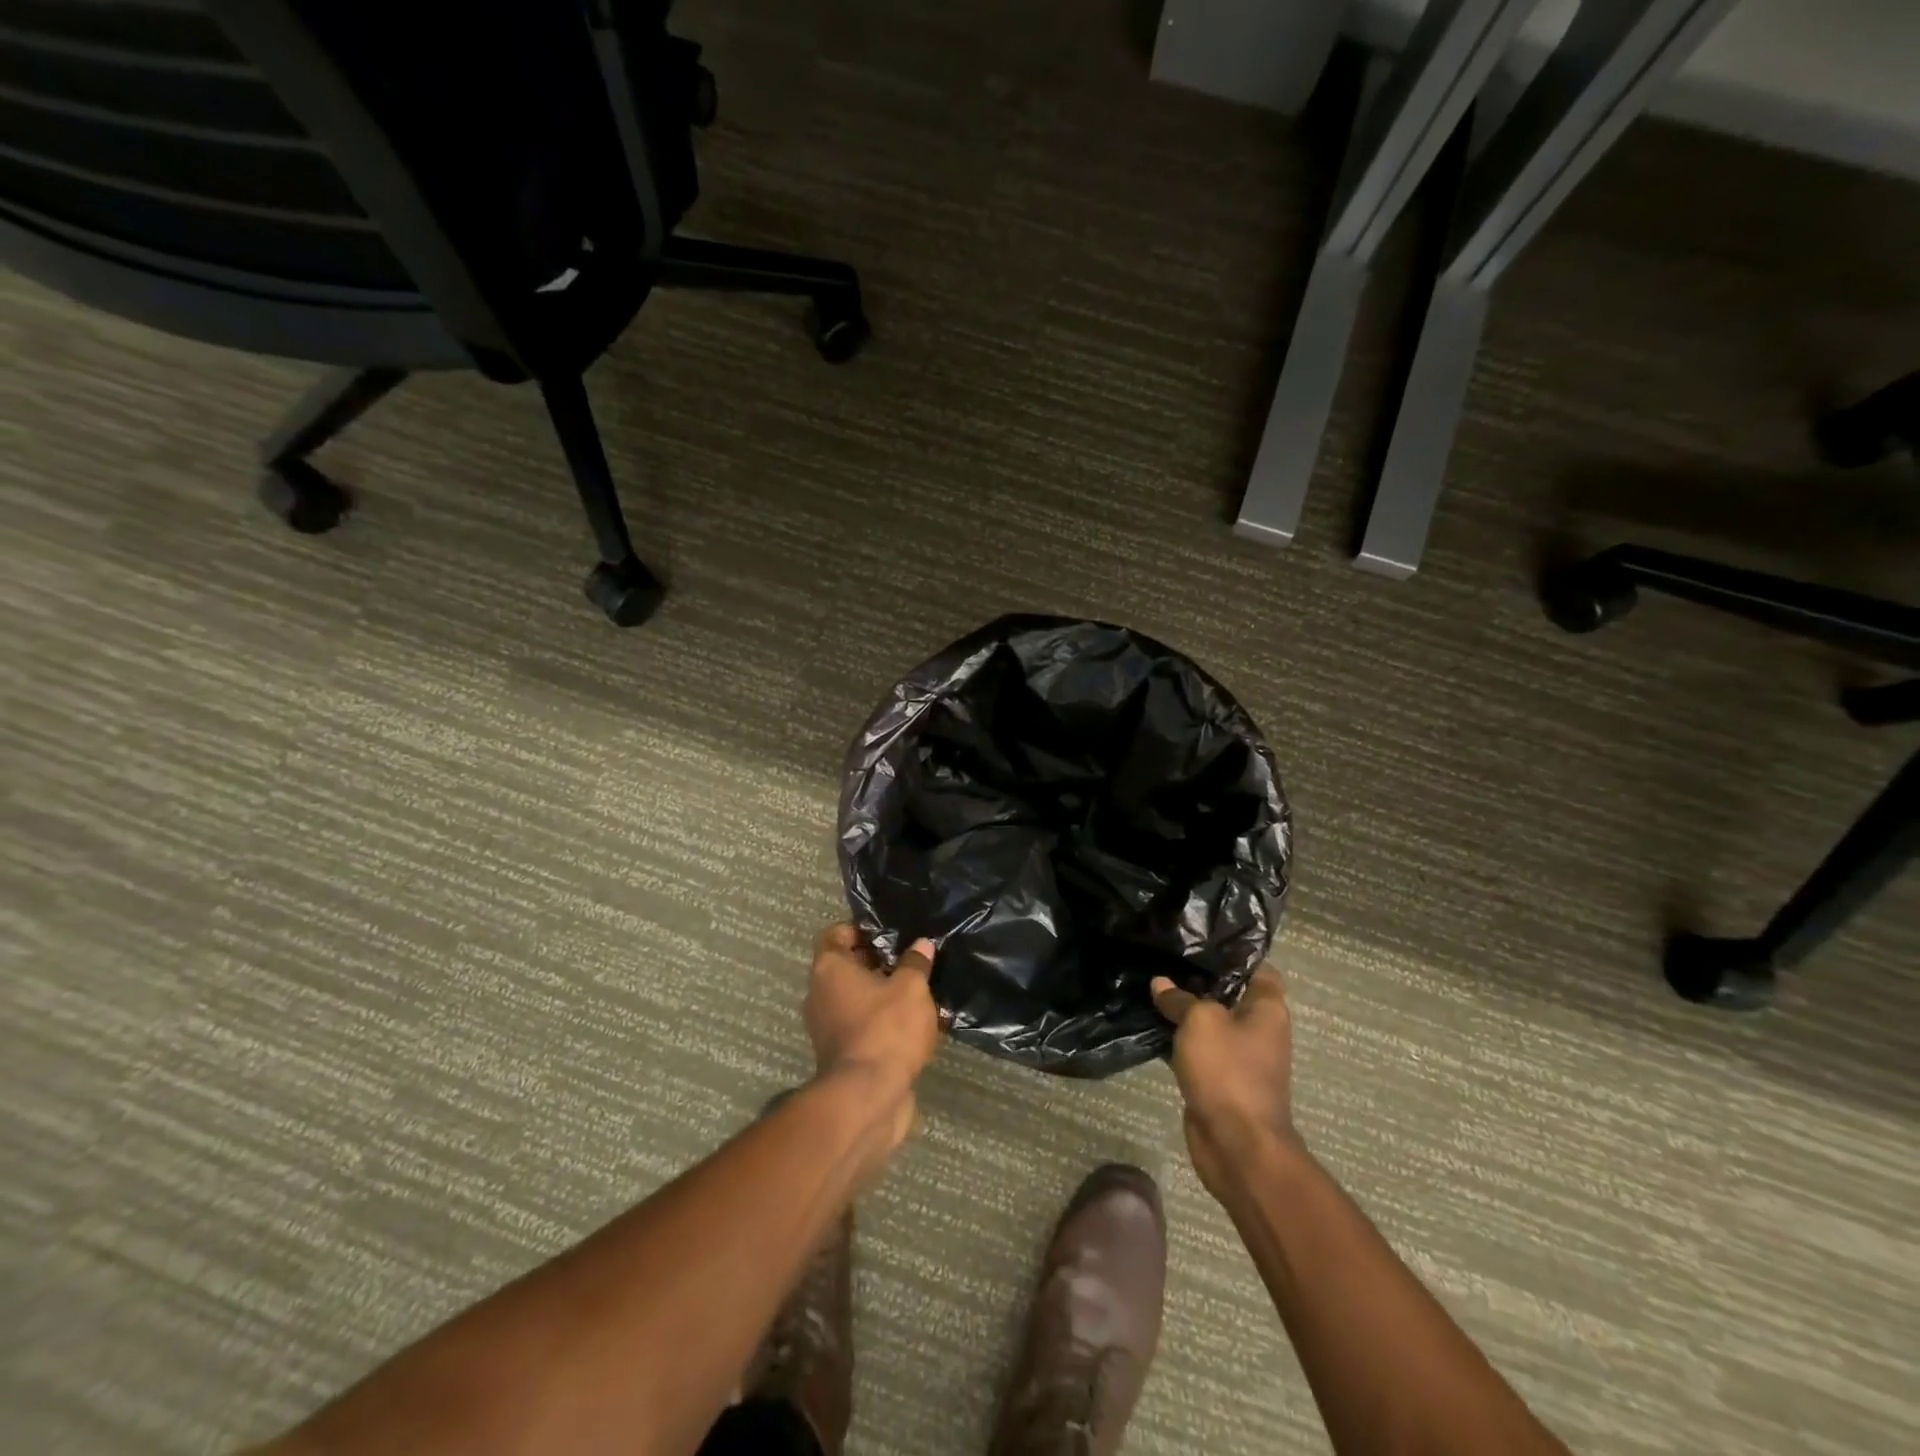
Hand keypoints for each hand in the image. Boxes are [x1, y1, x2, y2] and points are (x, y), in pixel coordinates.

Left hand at [804, 926, 940, 1146]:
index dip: (859, 930)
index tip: (887, 933)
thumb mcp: (911, 987)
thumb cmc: (885, 1028)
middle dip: (877, 963)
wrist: (867, 1097)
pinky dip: (883, 1023)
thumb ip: (915, 963)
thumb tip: (921, 945)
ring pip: (856, 999)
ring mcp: (826, 1028)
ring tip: (919, 993)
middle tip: (910, 960)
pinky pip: (862, 1027)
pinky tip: (915, 1026)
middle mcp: (819, 995)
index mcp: (829, 969)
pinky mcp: (841, 1056)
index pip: (834, 935)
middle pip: (846, 968)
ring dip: (882, 995)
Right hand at [1151, 967, 1296, 1198]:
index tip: (1200, 940)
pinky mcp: (1218, 1080)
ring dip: (1184, 1011)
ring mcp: (1238, 1057)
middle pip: (1228, 994)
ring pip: (1209, 1023)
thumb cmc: (1228, 1071)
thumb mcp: (1200, 1021)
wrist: (1237, 1144)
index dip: (1234, 953)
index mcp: (1266, 1009)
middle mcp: (1258, 1030)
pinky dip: (1178, 1040)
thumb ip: (1180, 998)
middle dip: (1198, 979)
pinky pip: (1197, 1050)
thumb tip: (1161, 984)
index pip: (1258, 968)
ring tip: (1151, 985)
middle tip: (1164, 958)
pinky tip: (1151, 1024)